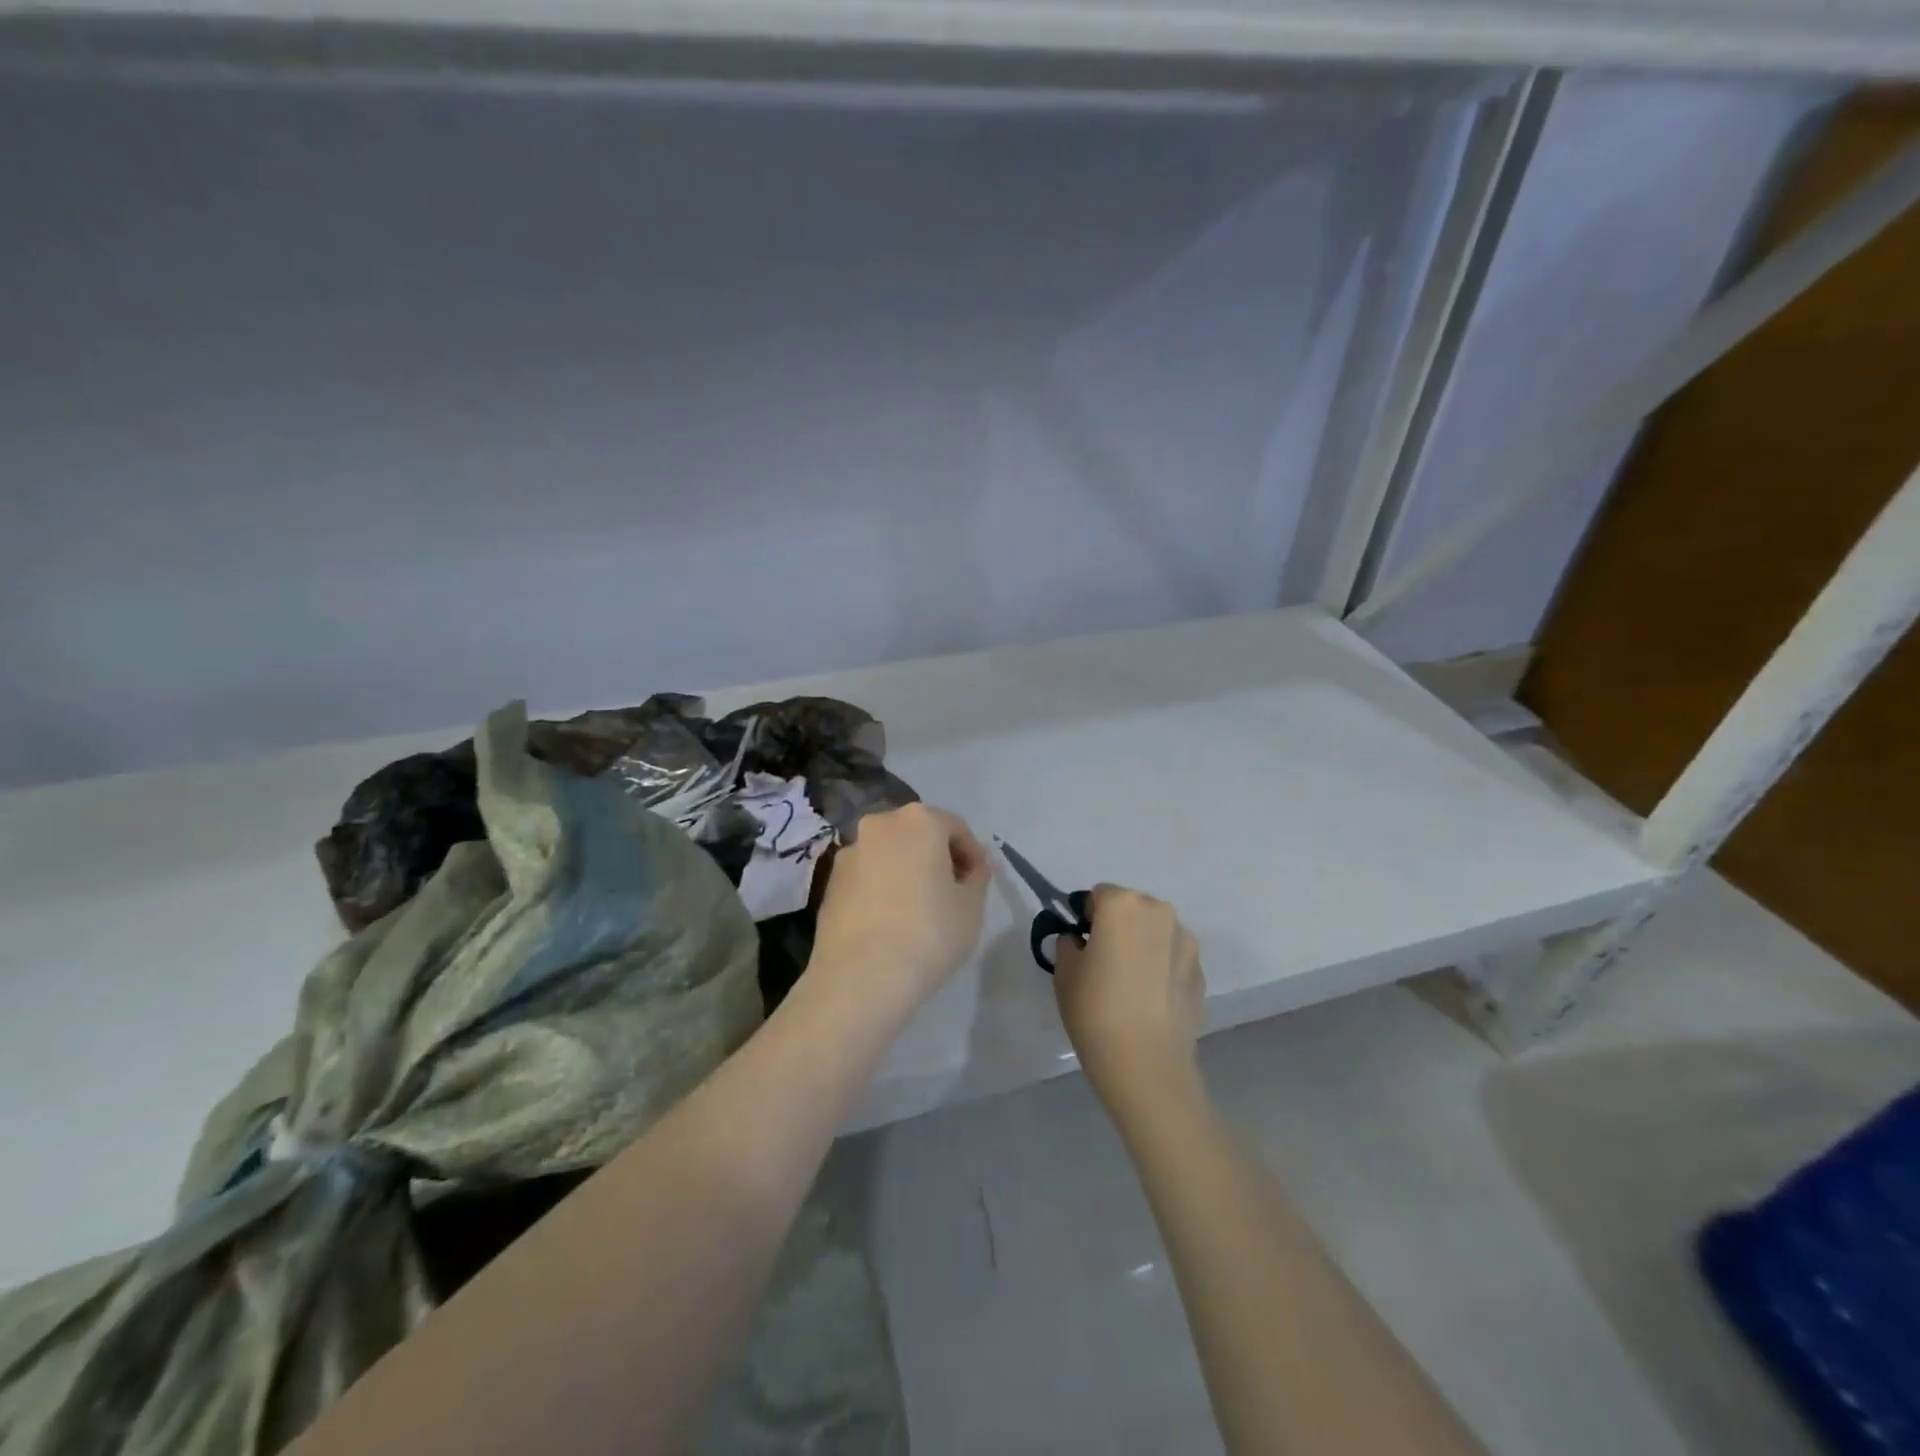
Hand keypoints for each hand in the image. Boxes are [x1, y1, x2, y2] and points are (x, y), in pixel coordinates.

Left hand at [808, 803, 990, 1018]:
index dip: (973, 854)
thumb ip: (977, 877)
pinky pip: (867, 876)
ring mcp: (849, 852)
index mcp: (919, 820)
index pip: (956, 828)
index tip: (978, 883)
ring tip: (919, 909)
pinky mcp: (830, 882)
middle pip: (918, 834)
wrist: (860, 977)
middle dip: (937, 857)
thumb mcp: (971, 906)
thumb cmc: (928, 933)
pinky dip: (882, 888)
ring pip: (889, 854)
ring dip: (906, 871)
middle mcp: (879, 825)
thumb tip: (972, 868)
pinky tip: (890, 921)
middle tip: (952, 892)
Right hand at [1053, 885, 1204, 1114]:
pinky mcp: (1201, 971)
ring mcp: (1186, 941)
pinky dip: (1162, 969)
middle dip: (1118, 927)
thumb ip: (1069, 944)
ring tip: (1131, 985)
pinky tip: (1150, 1002)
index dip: (1087, 918)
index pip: (1098, 895)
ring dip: (1144, 945)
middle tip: (1105, 963)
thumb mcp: (1064, 972)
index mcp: (1122, 904)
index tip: (1083, 946)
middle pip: (1132, 908)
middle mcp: (1159, 912)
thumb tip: (1080, 942)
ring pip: (1156, 932)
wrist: (1146, 1064)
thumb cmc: (1095, 1010)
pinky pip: (1173, 958)